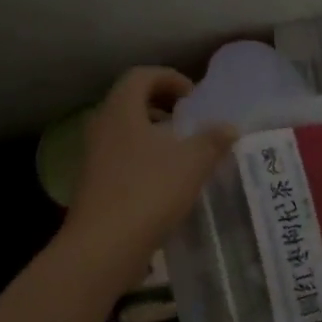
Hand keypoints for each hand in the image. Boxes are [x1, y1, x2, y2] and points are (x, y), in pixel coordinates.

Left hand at [64, 67, 237, 282]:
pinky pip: (120, 157)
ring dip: (153, 134)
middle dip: (161, 105)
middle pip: (130, 102)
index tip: (193, 98)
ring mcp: (93, 156)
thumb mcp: (192, 163)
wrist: (103, 246)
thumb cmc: (148, 192)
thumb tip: (229, 126)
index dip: (169, 78)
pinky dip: (143, 158)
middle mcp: (102, 126)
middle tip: (189, 121)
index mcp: (121, 110)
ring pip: (125, 131)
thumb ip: (212, 140)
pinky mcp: (93, 183)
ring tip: (181, 152)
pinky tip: (165, 181)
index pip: (141, 76)